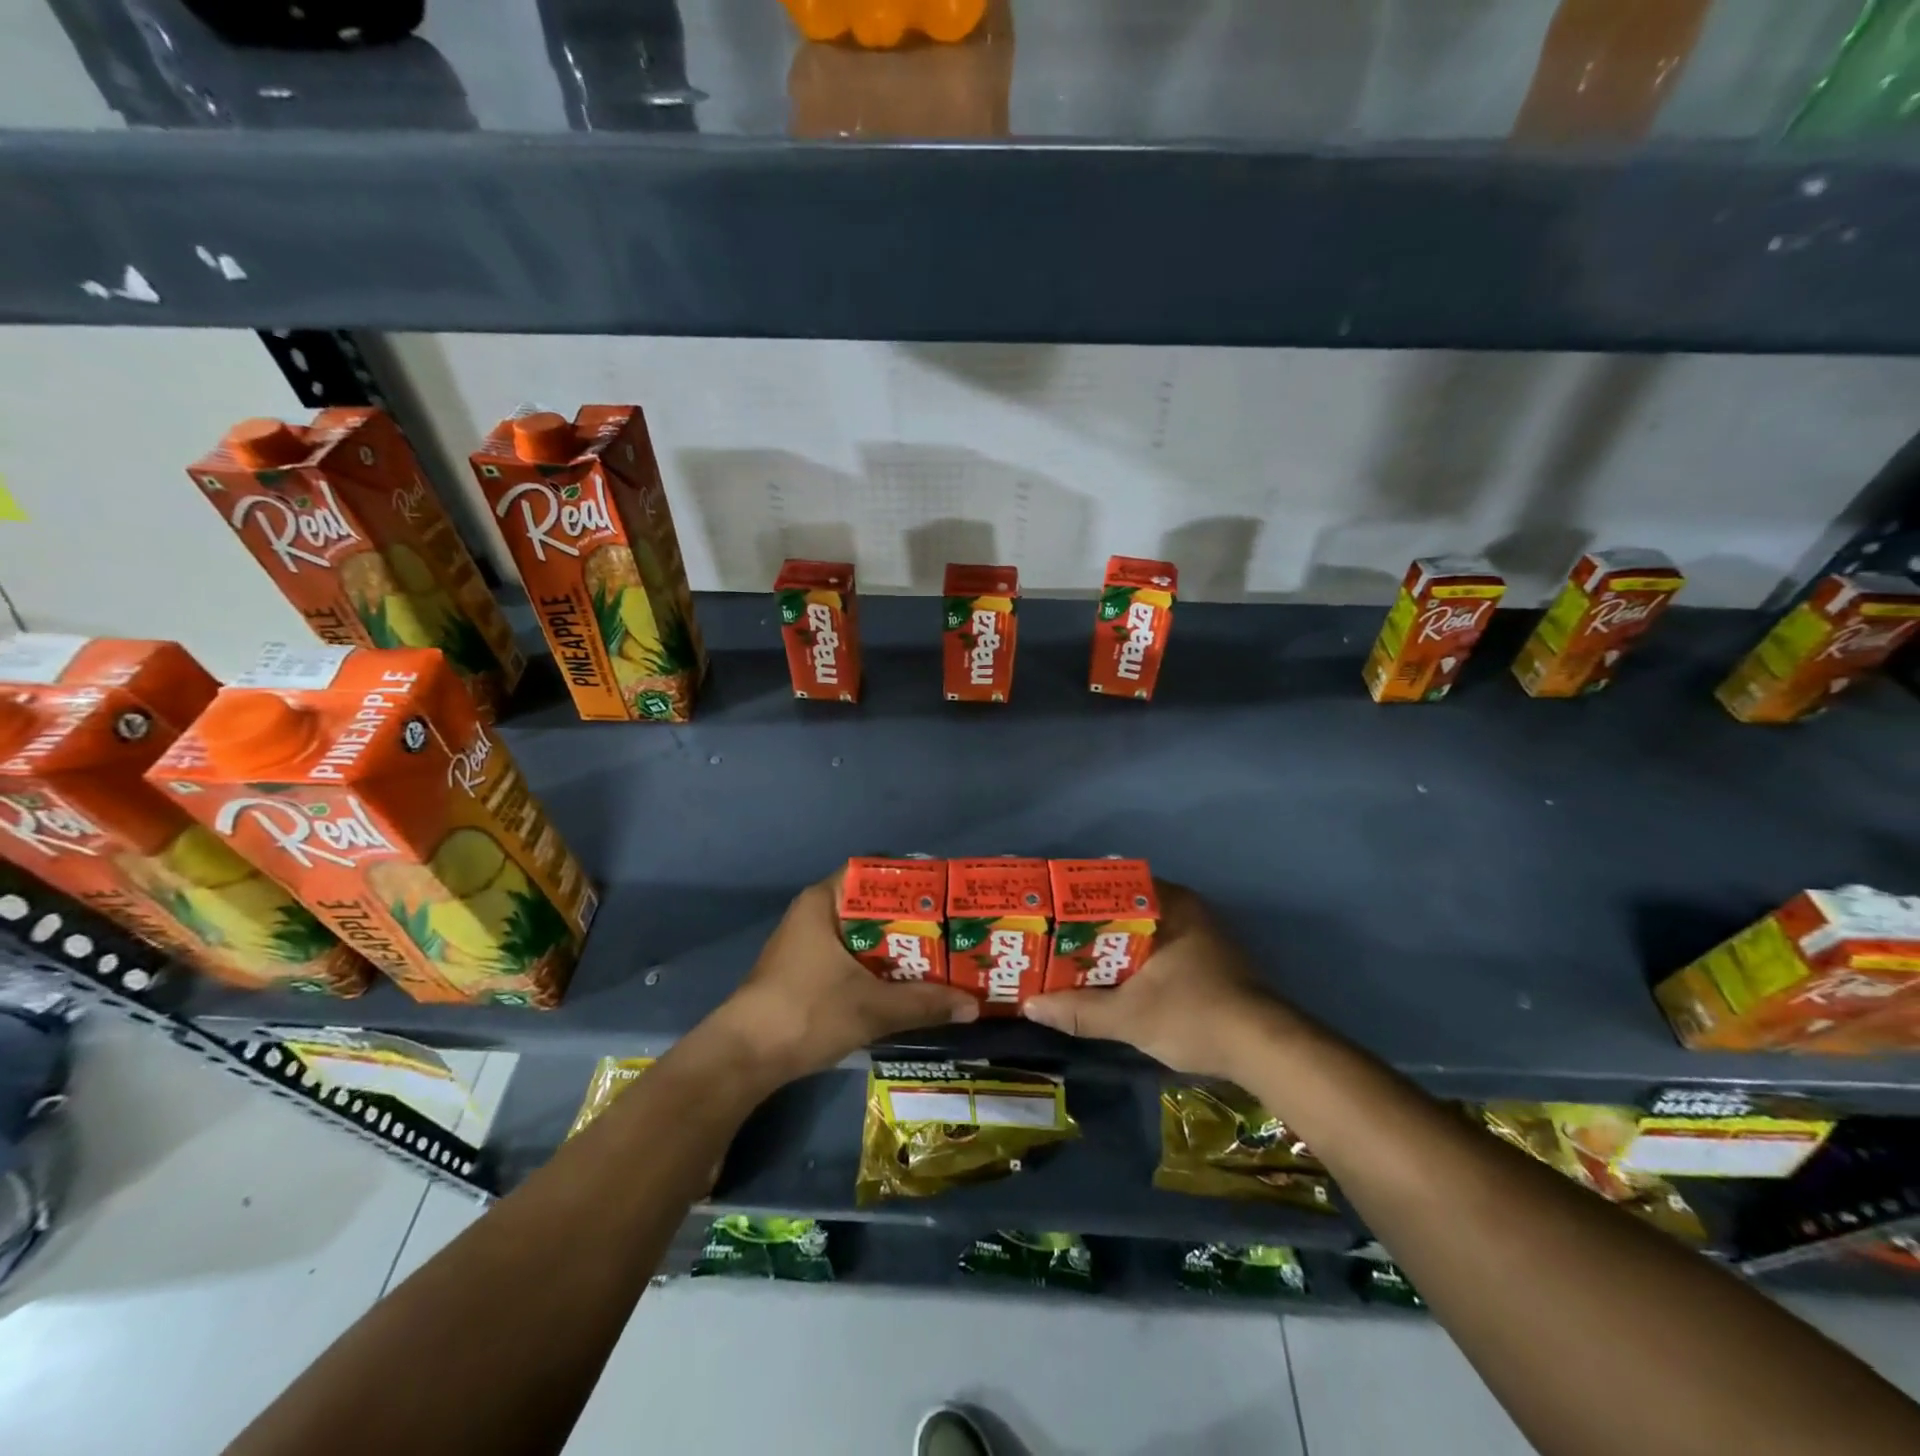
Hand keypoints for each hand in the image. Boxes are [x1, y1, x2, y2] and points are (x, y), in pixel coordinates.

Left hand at [710, 872, 978, 1084]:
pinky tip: (906, 983)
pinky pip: (852, 956)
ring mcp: (808, 944)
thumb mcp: (872, 1008)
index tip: (945, 895)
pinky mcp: (806, 971)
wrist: (744, 1058)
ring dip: (897, 947)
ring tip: (940, 956)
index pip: (875, 873)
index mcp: (825, 902)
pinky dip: (878, 966)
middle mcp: (815, 914)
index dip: (912, 881)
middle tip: (953, 930)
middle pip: (873, 906)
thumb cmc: (807, 1012)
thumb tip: (972, 1006)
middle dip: (912, 919)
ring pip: (863, 935)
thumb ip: (923, 1003)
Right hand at [1021, 881, 1293, 1078]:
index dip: (1076, 897)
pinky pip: (1156, 947)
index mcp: (1168, 903)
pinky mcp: (1207, 959)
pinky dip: (1132, 959)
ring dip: (1110, 945)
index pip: (1111, 884)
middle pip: (1123, 908)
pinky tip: (1109, 979)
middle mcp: (1185, 908)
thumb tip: (1029, 1005)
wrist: (1265, 1049)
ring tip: (1070, 959)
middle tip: (1051, 939)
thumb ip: (1078, 1010)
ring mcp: (1199, 933)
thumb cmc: (1194, 1015)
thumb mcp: (1129, 1016)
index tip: (1047, 911)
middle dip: (1088, 925)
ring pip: (1140, 930)